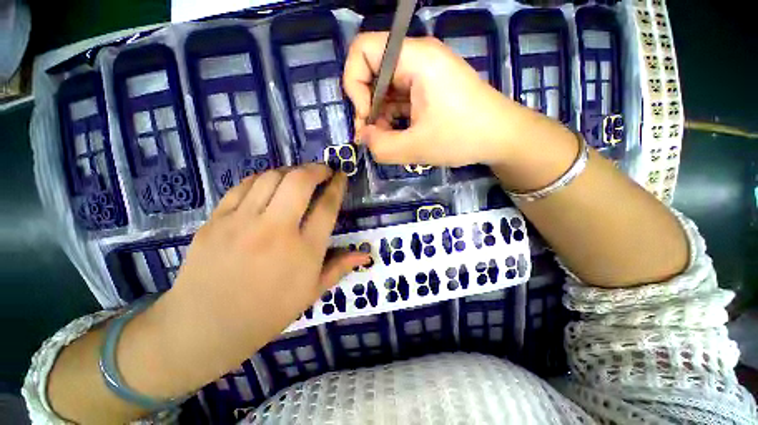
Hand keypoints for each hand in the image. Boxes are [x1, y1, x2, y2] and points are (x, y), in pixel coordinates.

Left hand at [122, 165, 369, 397]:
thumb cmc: (266, 313)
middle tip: (323, 170)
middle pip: (299, 182)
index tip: (341, 176)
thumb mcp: (311, 294)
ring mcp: (242, 222)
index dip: (337, 186)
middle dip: (316, 169)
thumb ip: (339, 268)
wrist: (204, 327)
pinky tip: (268, 185)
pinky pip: (243, 186)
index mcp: (304, 251)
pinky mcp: (216, 220)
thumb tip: (365, 255)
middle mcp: (275, 230)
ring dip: (290, 171)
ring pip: (271, 178)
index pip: (327, 207)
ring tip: (297, 177)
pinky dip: (261, 179)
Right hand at [343, 33, 521, 166]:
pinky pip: (399, 97)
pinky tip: (400, 135)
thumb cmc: (463, 137)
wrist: (502, 137)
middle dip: (367, 107)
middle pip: (372, 71)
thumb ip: (381, 147)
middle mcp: (418, 57)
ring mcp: (424, 73)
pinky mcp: (428, 88)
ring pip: (385, 88)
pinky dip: (393, 117)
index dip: (354, 85)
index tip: (367, 118)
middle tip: (374, 137)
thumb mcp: (416, 147)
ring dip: (380, 116)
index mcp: (416, 58)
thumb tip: (362, 138)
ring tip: (389, 141)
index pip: (362, 50)